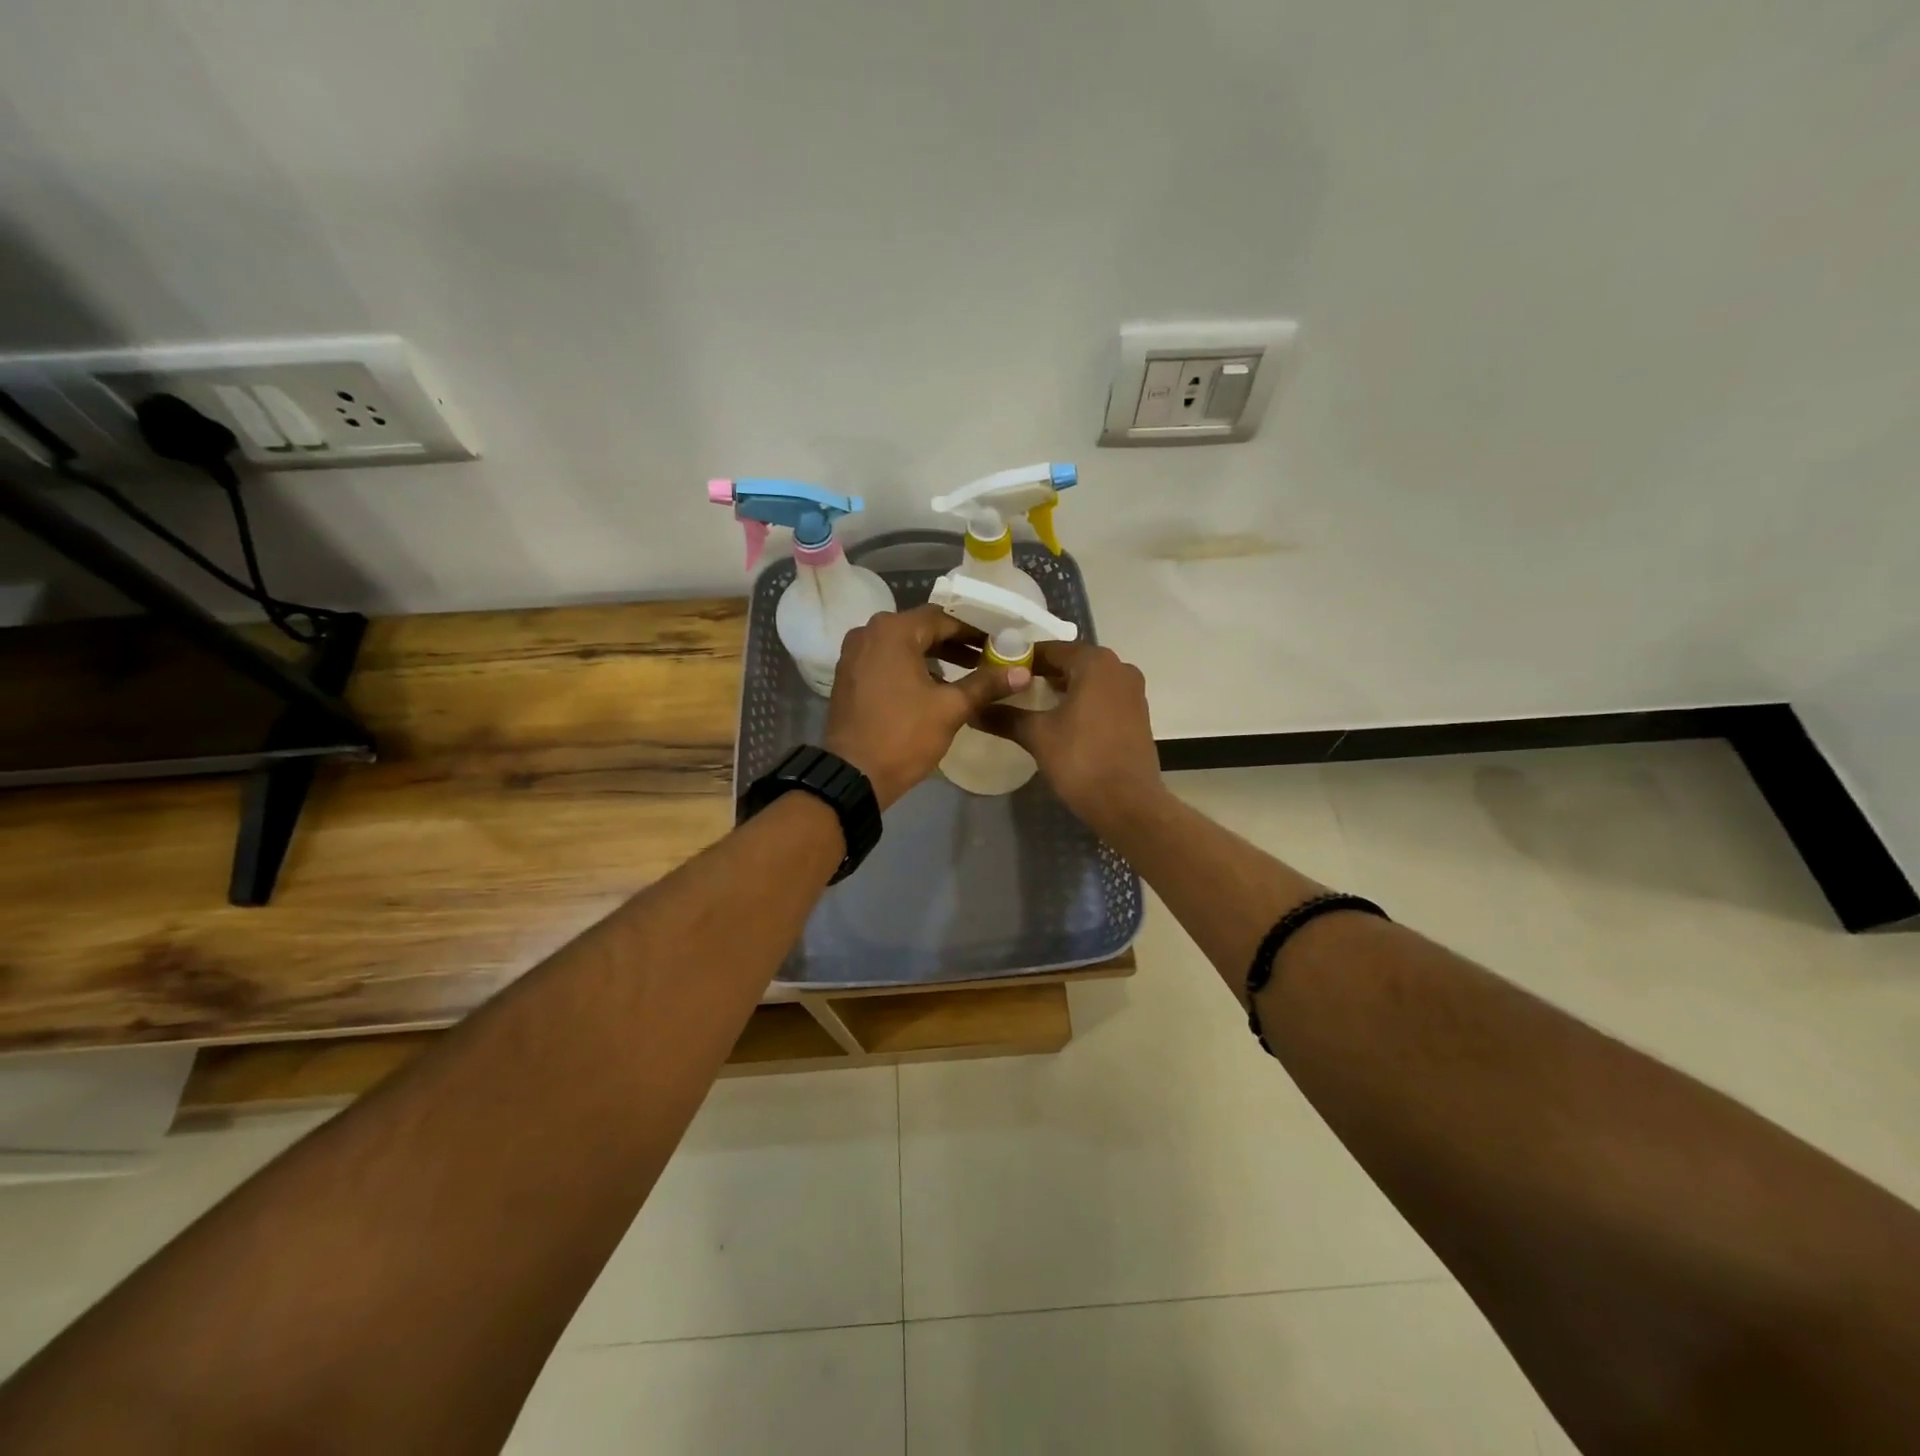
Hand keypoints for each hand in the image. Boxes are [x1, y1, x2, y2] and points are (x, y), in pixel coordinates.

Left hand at [824, 604, 1029, 809]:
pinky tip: (935, 686)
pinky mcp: (849, 675)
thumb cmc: (903, 735)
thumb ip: (986, 684)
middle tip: (989, 656)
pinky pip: (887, 661)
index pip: (943, 619)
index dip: (975, 630)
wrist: (852, 775)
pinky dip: (912, 667)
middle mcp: (869, 632)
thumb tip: (1022, 673)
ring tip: (968, 672)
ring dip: (935, 656)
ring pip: (904, 646)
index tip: (1000, 642)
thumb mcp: (950, 708)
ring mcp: (854, 654)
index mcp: (893, 631)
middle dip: (956, 643)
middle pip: (922, 629)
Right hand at [977, 642, 1164, 831]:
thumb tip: (973, 710)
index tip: (996, 671)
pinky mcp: (1138, 713)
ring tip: (1030, 702)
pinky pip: (1102, 696)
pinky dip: (1081, 700)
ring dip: (1061, 687)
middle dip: (1040, 673)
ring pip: (1088, 679)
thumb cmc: (1081, 761)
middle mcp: (1118, 667)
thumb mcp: (1037, 736)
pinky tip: (1060, 718)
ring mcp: (1132, 691)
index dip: (1020, 660)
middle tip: (1009, 687)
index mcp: (1095, 663)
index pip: (1049, 650)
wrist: (1128, 804)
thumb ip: (1005, 716)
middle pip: (1070, 662)